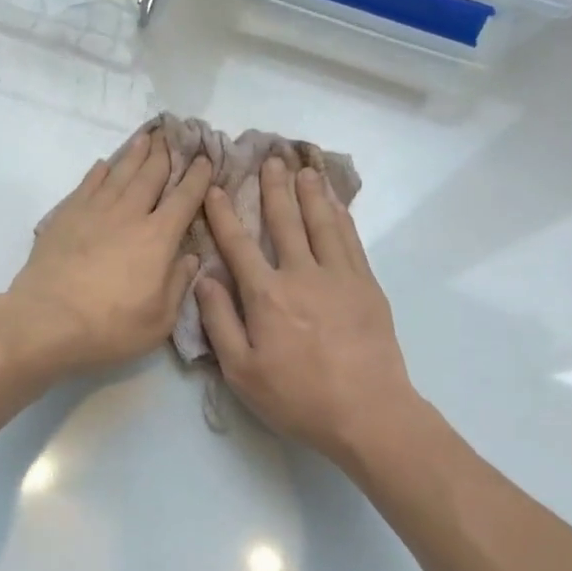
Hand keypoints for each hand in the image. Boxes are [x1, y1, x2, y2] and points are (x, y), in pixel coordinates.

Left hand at [5, 130, 211, 374]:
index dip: (197, 178)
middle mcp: (129, 215)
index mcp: (157, 238)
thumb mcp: (159, 320)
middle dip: (166, 155)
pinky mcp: (65, 217)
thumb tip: (189, 257)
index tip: (205, 160)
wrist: (46, 321)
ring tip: (146, 138)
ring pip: (119, 174)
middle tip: (174, 136)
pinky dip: (99, 172)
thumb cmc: (110, 327)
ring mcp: (94, 212)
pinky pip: (87, 185)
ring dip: (135, 154)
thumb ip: (177, 284)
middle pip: (151, 176)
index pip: (184, 199)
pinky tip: (103, 164)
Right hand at [195, 159, 419, 468]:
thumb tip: (204, 278)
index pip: (239, 245)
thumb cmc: (297, 397)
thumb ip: (220, 321)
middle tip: (270, 158)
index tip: (217, 188)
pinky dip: (341, 217)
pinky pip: (351, 241)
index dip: (225, 214)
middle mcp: (302, 274)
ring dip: (310, 193)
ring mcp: (339, 277)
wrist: (367, 412)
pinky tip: (337, 205)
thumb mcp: (241, 370)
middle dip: (274, 188)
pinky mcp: (367, 286)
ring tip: (304, 168)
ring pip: (322, 223)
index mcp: (266, 295)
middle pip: (285, 221)